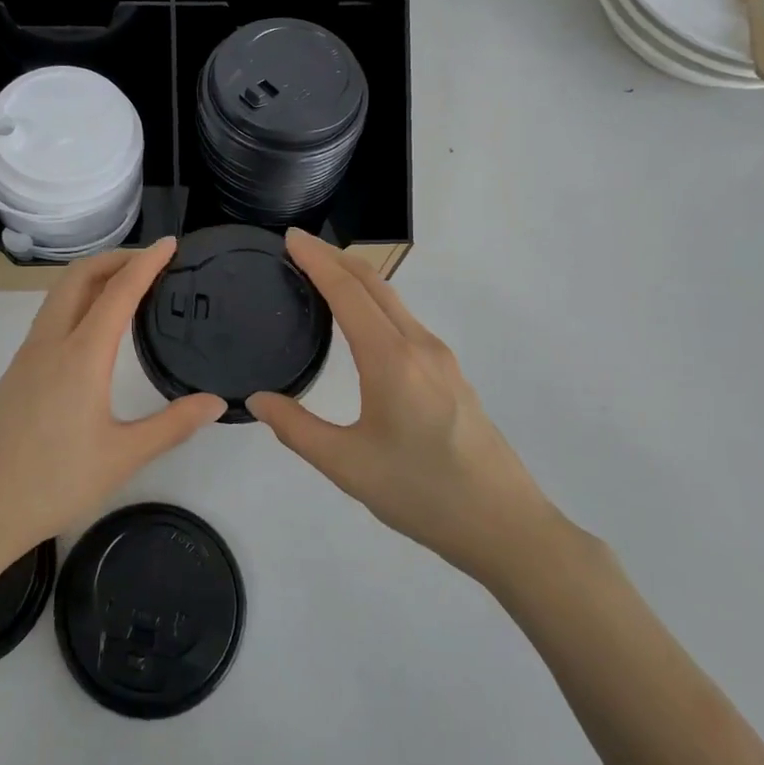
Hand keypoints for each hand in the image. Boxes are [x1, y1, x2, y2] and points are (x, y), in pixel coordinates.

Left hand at [0, 240, 226, 574]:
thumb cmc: (53, 483)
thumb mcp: (123, 458)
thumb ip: (173, 425)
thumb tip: (216, 401)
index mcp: (81, 356)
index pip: (118, 291)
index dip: (146, 262)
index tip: (170, 243)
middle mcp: (51, 343)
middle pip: (79, 277)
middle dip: (115, 258)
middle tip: (151, 261)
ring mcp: (28, 355)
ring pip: (60, 294)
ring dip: (93, 277)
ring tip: (126, 285)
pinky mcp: (17, 372)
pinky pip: (50, 316)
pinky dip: (77, 299)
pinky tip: (92, 327)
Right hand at [248, 230, 556, 583]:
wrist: (506, 527)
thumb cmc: (422, 494)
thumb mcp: (348, 466)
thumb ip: (297, 429)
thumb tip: (257, 400)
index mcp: (391, 359)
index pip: (347, 292)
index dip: (316, 260)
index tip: (290, 237)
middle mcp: (419, 346)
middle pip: (374, 284)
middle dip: (336, 258)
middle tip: (299, 247)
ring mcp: (441, 358)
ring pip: (394, 301)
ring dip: (358, 279)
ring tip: (323, 277)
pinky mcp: (451, 374)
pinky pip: (406, 321)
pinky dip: (376, 304)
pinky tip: (362, 324)